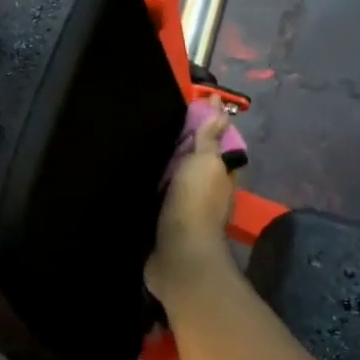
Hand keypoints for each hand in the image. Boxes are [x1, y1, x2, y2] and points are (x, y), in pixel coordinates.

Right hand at [145, 108, 240, 304]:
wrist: (178, 254)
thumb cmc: (194, 202)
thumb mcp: (205, 162)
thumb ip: (209, 137)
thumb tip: (219, 106)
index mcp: (221, 174)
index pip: (216, 143)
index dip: (206, 125)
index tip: (189, 104)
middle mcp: (208, 191)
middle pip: (196, 161)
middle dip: (184, 144)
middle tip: (161, 121)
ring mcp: (188, 209)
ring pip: (179, 179)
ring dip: (168, 165)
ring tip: (145, 144)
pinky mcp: (167, 223)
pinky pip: (161, 196)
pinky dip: (154, 185)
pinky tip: (139, 176)